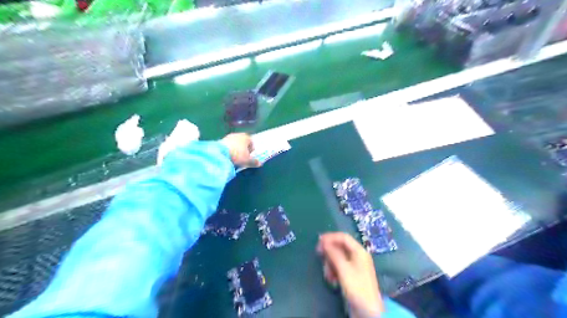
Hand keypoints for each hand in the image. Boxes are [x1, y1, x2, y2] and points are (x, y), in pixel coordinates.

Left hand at [219, 132, 260, 168]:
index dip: (251, 150)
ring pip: (235, 143)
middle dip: (243, 149)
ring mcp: (229, 136)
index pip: (251, 142)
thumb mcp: (247, 161)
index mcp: (246, 137)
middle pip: (243, 142)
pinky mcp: (221, 140)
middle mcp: (238, 134)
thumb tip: (260, 163)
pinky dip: (228, 149)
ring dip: (235, 149)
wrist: (220, 152)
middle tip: (242, 158)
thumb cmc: (237, 155)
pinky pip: (228, 145)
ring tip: (234, 158)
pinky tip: (227, 156)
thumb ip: (254, 162)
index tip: (249, 157)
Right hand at [317, 232, 382, 316]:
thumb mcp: (343, 269)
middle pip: (340, 247)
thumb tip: (324, 241)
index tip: (318, 241)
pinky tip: (332, 280)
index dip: (330, 237)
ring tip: (328, 274)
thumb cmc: (356, 287)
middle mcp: (358, 256)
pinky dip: (334, 271)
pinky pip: (340, 267)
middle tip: (319, 257)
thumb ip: (333, 253)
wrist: (367, 311)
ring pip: (338, 258)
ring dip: (330, 264)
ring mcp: (355, 266)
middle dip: (329, 253)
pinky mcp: (351, 275)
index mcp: (359, 251)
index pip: (343, 237)